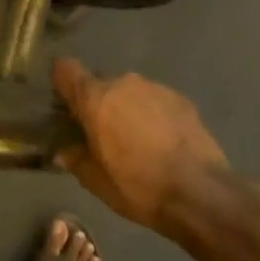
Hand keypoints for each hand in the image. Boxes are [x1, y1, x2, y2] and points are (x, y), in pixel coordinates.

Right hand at [52, 57, 232, 232]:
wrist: (199, 191)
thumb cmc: (137, 186)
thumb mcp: (95, 181)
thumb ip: (75, 159)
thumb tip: (63, 151)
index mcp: (95, 99)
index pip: (66, 69)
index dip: (60, 82)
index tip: (62, 102)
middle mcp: (124, 83)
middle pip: (99, 82)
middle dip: (96, 102)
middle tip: (99, 132)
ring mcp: (156, 88)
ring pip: (129, 91)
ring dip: (125, 108)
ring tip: (134, 139)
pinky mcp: (181, 99)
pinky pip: (154, 100)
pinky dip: (151, 114)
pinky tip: (159, 141)